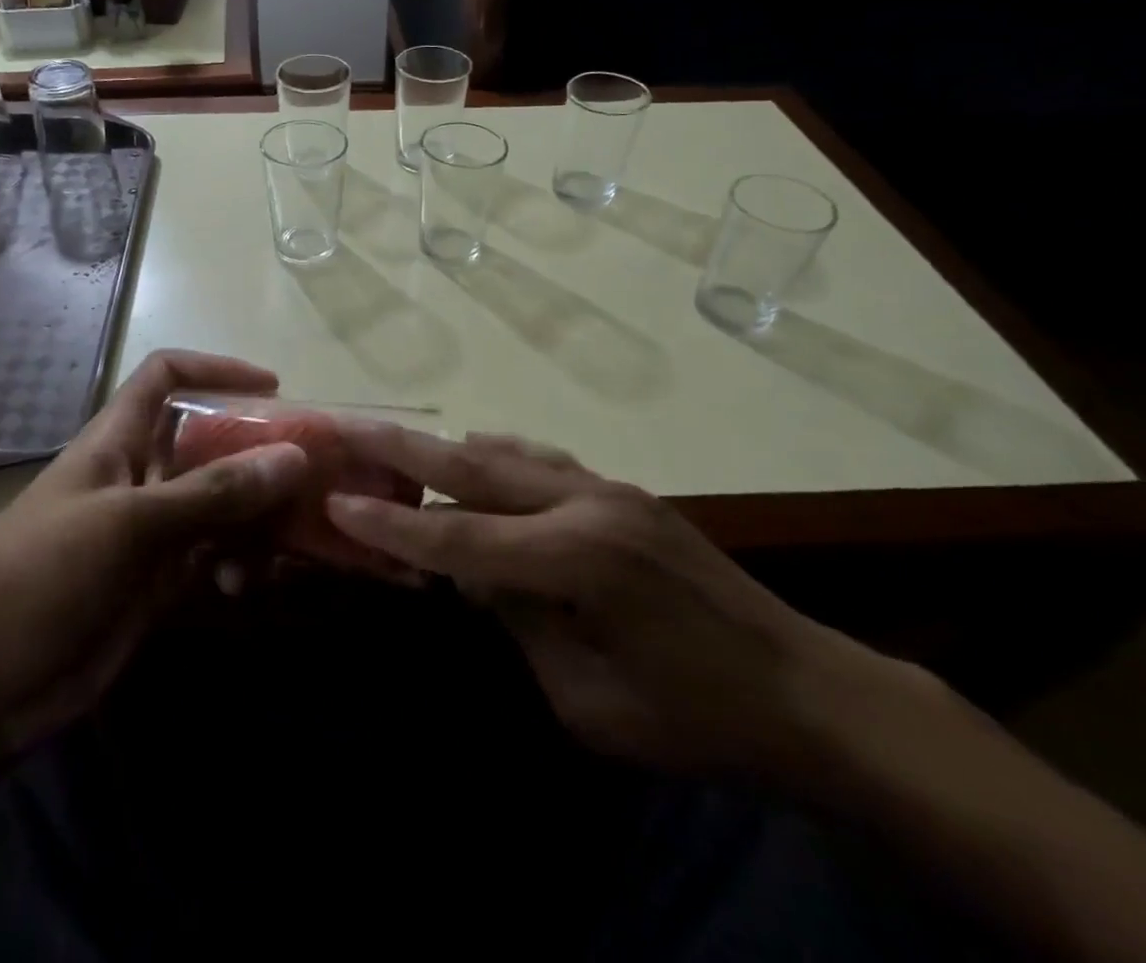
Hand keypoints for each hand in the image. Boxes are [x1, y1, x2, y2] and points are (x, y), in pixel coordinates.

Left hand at [0, 351, 310, 756]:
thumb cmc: (36, 581)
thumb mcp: (127, 526)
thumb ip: (212, 493)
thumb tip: (295, 456)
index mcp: (116, 442)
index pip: (165, 377)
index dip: (215, 369)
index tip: (272, 388)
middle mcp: (137, 477)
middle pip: (206, 443)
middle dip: (256, 453)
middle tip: (311, 475)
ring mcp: (147, 534)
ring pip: (218, 505)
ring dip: (255, 518)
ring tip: (285, 543)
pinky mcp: (155, 587)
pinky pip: (212, 559)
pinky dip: (238, 565)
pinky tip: (249, 586)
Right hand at [324, 426, 901, 781]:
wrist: (809, 692)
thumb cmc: (695, 719)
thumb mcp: (588, 702)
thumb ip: (518, 623)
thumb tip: (474, 572)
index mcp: (577, 560)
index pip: (459, 537)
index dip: (392, 522)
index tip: (336, 500)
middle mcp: (587, 503)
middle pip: (473, 464)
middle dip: (402, 446)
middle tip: (346, 425)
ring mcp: (609, 488)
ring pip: (506, 451)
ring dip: (445, 447)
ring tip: (394, 441)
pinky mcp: (625, 491)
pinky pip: (542, 461)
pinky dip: (496, 457)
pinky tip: (475, 457)